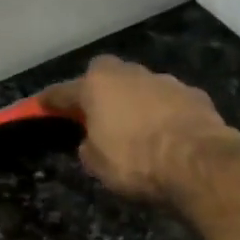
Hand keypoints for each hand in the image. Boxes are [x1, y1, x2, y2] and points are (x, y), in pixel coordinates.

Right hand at [44, 55, 239, 202]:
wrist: (197, 162)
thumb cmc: (136, 163)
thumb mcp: (98, 165)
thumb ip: (90, 146)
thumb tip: (92, 140)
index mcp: (98, 86)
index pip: (65, 92)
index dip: (52, 101)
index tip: (41, 104)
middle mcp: (130, 74)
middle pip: (107, 76)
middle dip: (100, 91)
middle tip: (98, 114)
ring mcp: (165, 81)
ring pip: (141, 87)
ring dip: (135, 102)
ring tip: (137, 129)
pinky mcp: (194, 95)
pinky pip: (169, 102)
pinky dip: (164, 114)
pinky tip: (167, 134)